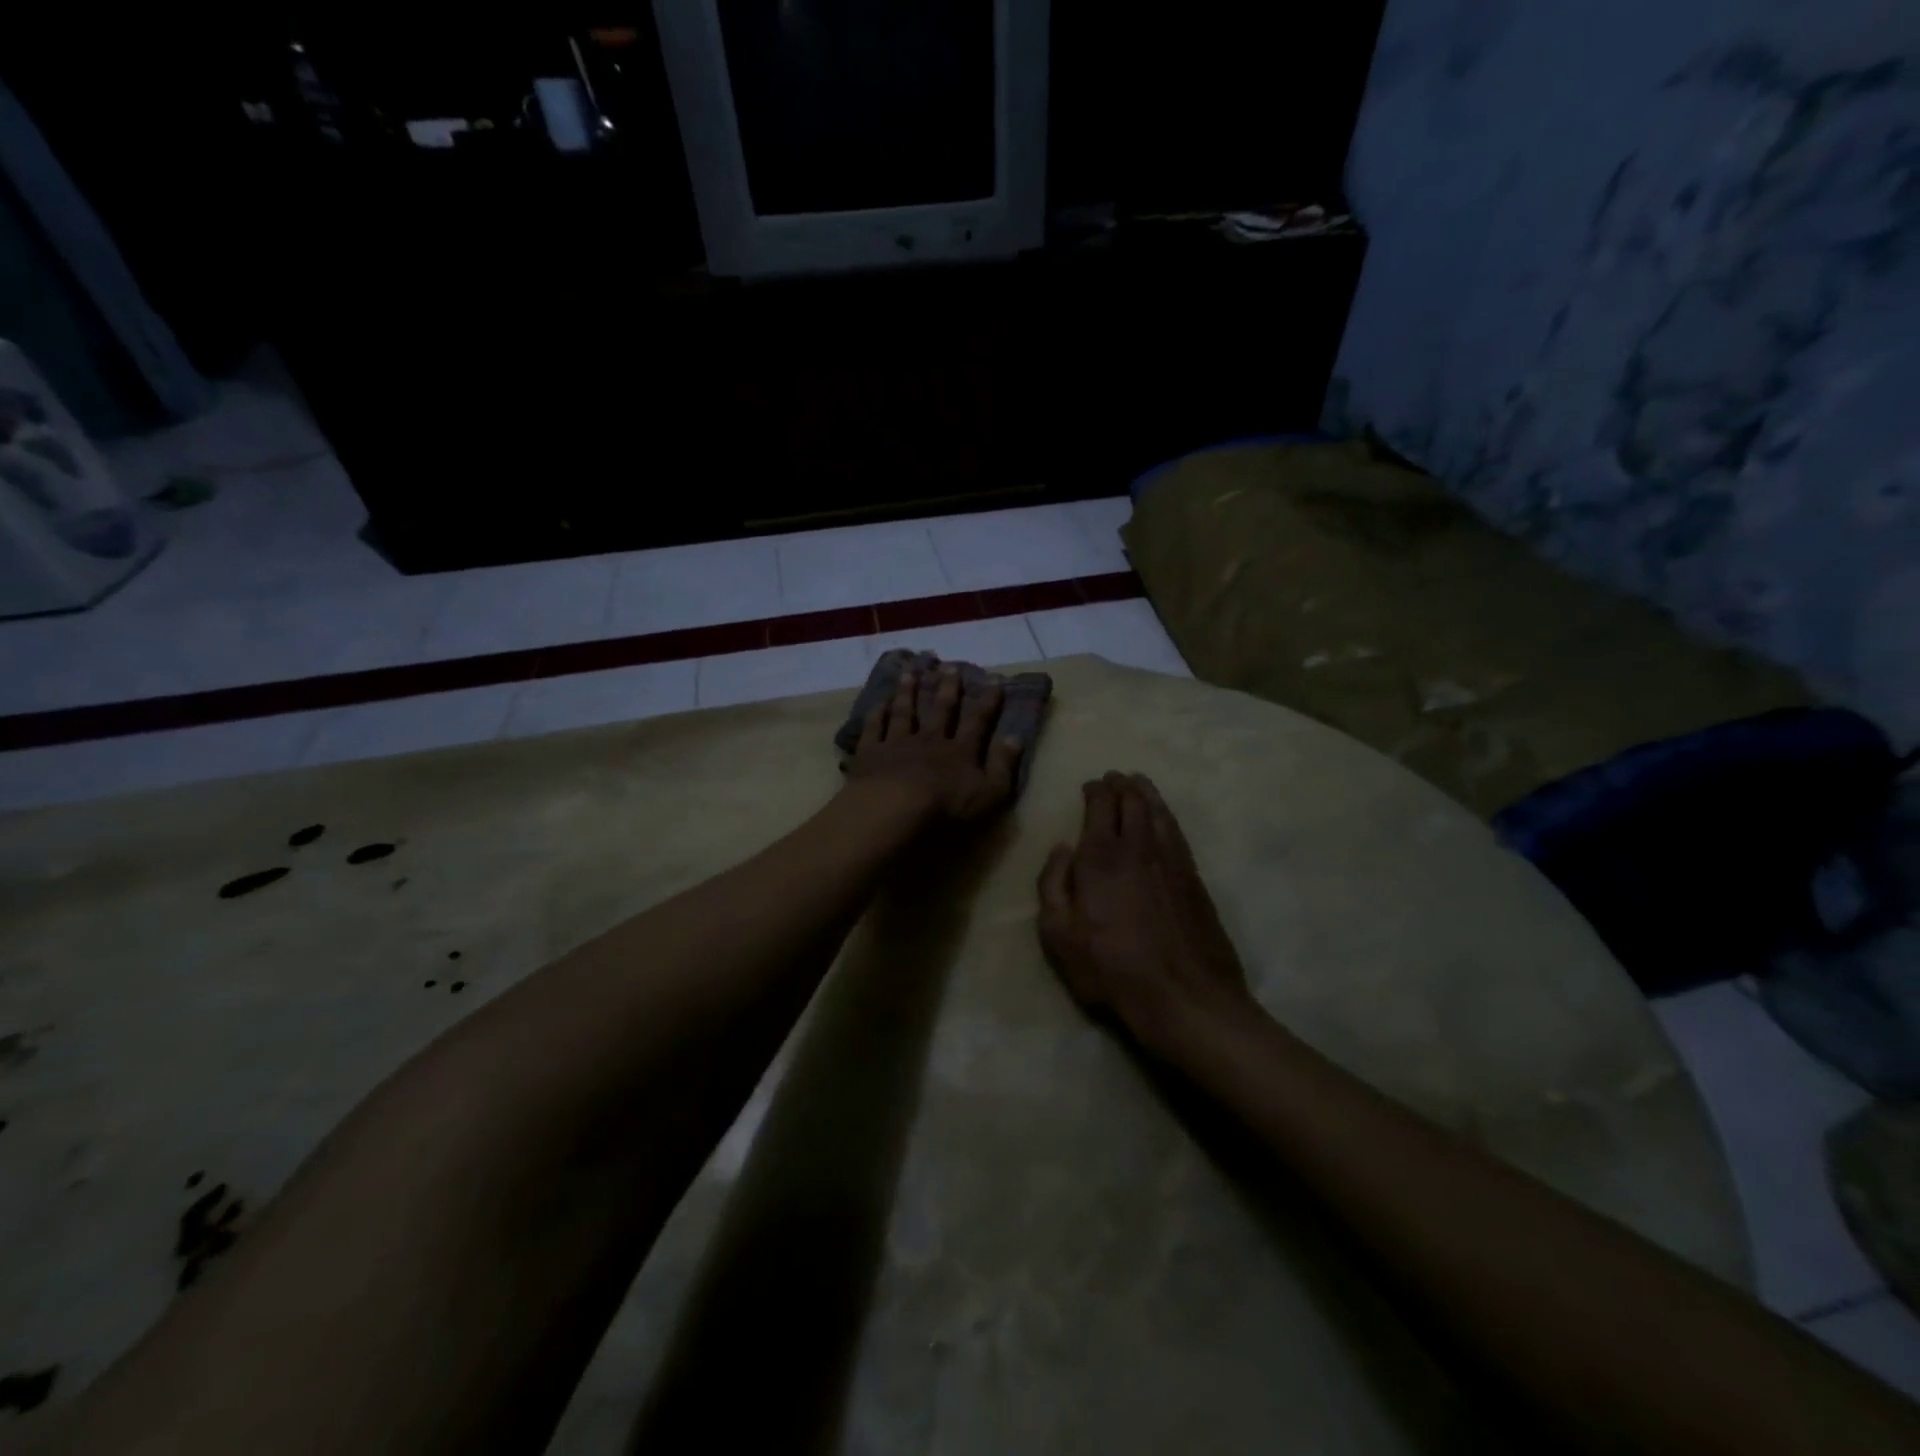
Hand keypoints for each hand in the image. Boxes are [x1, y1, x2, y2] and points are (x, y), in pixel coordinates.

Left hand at [845, 662, 1022, 825]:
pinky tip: (878, 702)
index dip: (987, 701)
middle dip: (947, 688)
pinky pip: (874, 729)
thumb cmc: (946, 807)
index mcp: (959, 751)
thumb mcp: (989, 793)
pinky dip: (876, 714)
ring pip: (904, 712)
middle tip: (949, 667)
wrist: (893, 809)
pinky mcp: (870, 754)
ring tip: (910, 673)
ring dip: (908, 692)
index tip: (994, 679)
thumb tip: (1015, 737)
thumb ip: (1003, 765)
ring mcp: (897, 744)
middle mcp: (929, 740)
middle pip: (940, 710)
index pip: (977, 721)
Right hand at [1038, 773, 1255, 1048]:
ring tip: (1138, 783)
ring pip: (1159, 811)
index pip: (1101, 804)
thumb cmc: (1111, 970)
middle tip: (1114, 778)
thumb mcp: (1058, 935)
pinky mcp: (1195, 878)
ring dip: (1146, 792)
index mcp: (1101, 856)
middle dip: (1121, 784)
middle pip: (1132, 800)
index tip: (1090, 785)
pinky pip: (1176, 831)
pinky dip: (1166, 815)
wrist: (1185, 996)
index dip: (1095, 789)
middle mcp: (1139, 846)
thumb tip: (1062, 849)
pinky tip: (1162, 817)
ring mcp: (1172, 860)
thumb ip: (1052, 884)